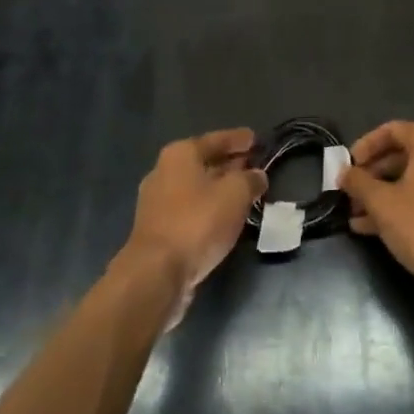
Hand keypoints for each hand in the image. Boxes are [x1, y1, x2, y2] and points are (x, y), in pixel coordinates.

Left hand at [122, 128, 266, 319]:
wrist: (156, 274)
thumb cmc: (197, 222)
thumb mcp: (236, 194)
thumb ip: (250, 180)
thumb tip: (257, 175)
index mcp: (180, 154)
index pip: (216, 139)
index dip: (238, 139)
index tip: (256, 139)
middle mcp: (163, 172)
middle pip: (204, 162)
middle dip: (229, 164)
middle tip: (253, 166)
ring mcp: (156, 203)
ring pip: (196, 188)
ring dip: (219, 190)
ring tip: (244, 194)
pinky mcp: (157, 231)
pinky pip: (189, 210)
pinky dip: (208, 210)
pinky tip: (224, 219)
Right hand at [338, 122, 413, 293]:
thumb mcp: (381, 203)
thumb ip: (359, 182)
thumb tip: (344, 174)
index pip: (392, 130)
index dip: (365, 147)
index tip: (347, 167)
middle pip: (402, 155)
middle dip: (372, 175)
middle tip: (350, 193)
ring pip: (413, 179)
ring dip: (383, 194)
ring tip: (355, 215)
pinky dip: (402, 205)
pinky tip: (374, 228)